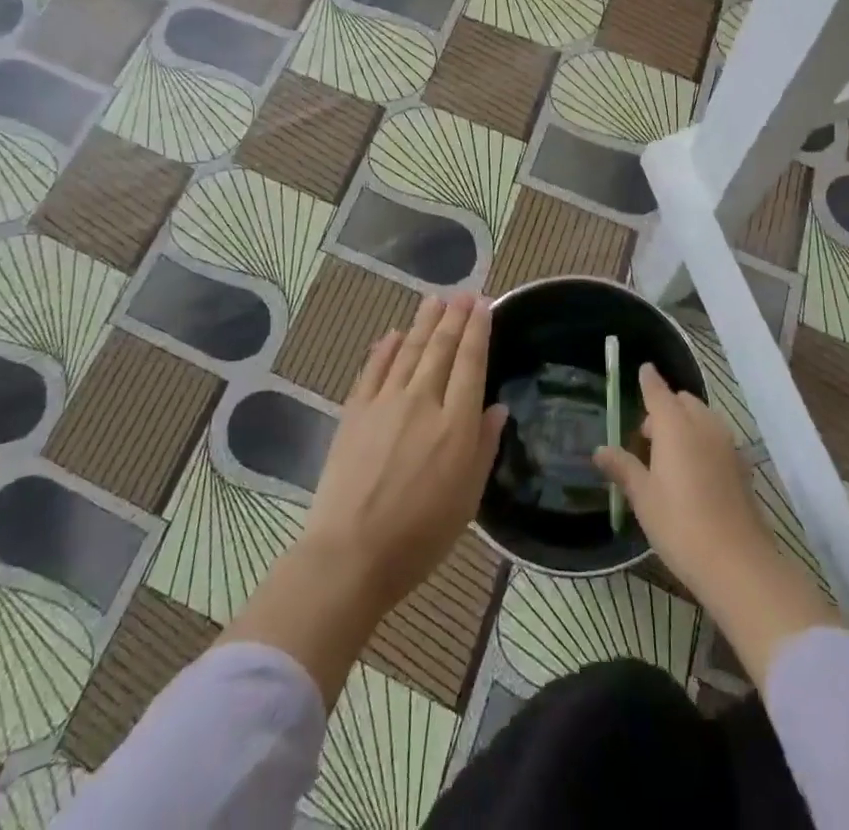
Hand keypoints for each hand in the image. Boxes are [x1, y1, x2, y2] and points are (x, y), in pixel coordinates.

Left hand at [221, 293, 506, 705]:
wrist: (351, 554)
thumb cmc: (420, 535)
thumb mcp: (468, 498)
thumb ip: (484, 447)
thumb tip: (497, 408)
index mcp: (456, 423)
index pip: (471, 362)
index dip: (479, 330)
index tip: (485, 305)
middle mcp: (423, 401)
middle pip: (441, 348)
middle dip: (455, 317)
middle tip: (464, 294)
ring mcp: (385, 403)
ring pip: (409, 350)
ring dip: (423, 322)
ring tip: (435, 300)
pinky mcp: (355, 412)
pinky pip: (373, 369)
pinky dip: (385, 348)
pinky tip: (393, 333)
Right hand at [596, 363, 840, 684]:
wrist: (738, 563)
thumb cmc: (680, 525)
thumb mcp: (643, 498)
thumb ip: (623, 468)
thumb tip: (601, 449)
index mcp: (675, 426)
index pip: (658, 391)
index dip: (649, 380)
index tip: (643, 369)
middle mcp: (703, 425)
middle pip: (683, 401)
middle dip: (665, 408)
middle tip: (647, 436)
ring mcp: (727, 444)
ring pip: (702, 418)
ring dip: (685, 423)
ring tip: (668, 456)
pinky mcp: (741, 465)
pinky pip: (716, 438)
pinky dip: (702, 440)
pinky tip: (693, 472)